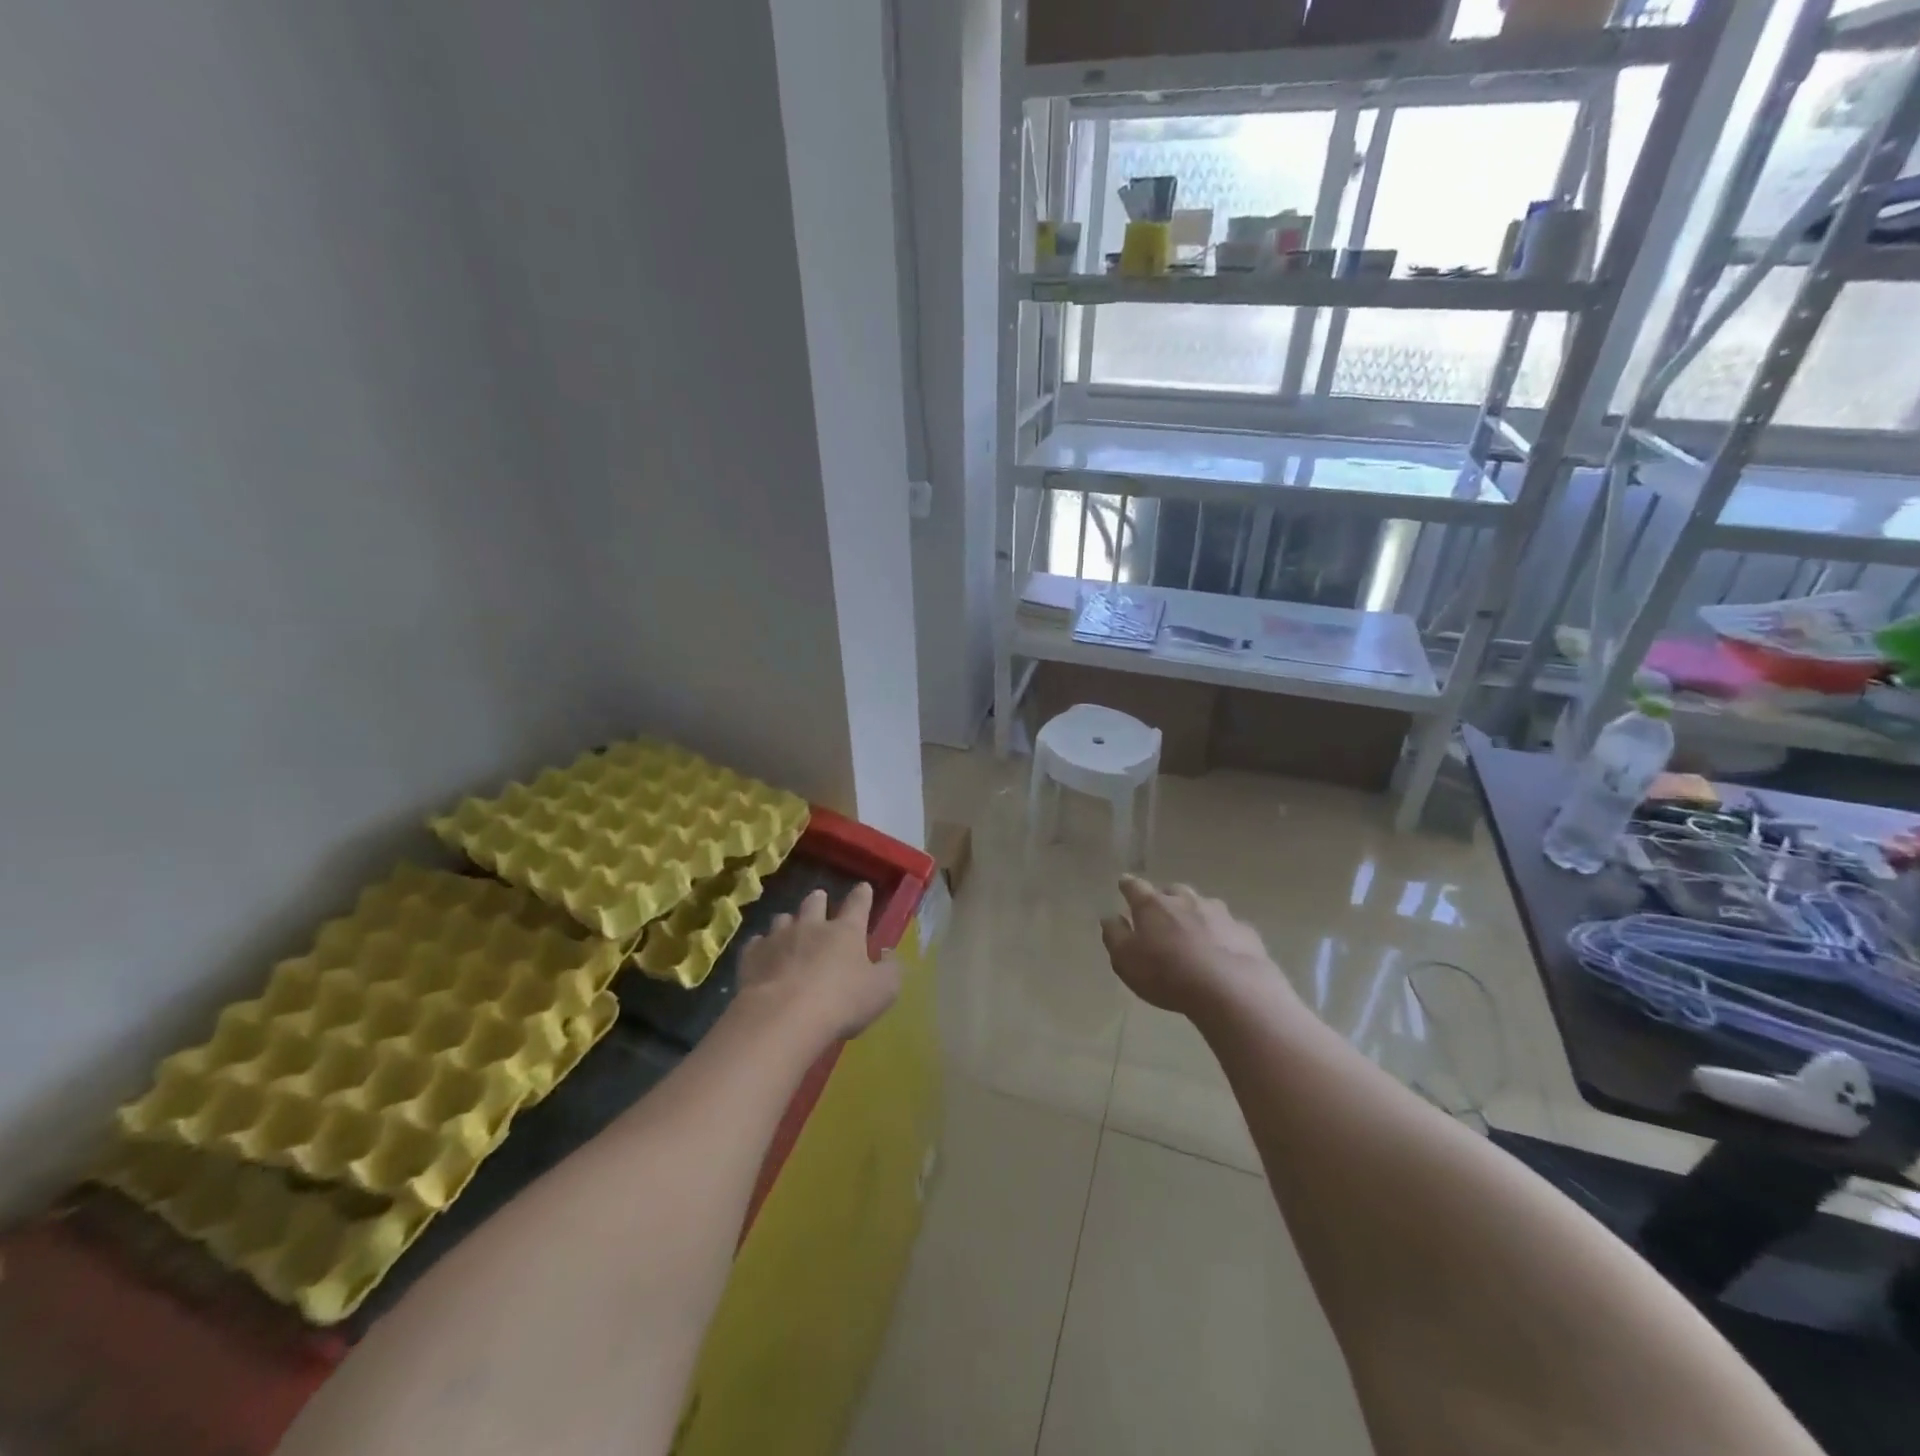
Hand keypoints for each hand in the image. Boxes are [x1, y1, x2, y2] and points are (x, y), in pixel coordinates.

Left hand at [734, 883, 899, 1042]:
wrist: (784, 1017)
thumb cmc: (841, 1002)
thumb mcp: (882, 990)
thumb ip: (890, 970)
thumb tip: (888, 955)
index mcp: (846, 931)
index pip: (858, 904)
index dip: (862, 895)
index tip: (863, 888)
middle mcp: (812, 926)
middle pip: (814, 902)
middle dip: (819, 900)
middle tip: (820, 902)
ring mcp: (779, 938)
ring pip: (783, 919)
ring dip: (789, 922)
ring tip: (790, 930)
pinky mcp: (752, 956)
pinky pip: (757, 943)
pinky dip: (761, 946)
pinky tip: (763, 956)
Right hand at [1100, 875, 1281, 1017]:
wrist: (1230, 989)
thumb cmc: (1167, 974)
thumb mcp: (1126, 960)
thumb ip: (1114, 935)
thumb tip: (1109, 917)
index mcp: (1152, 905)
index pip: (1134, 887)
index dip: (1127, 886)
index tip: (1124, 884)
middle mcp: (1185, 900)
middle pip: (1172, 891)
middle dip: (1164, 899)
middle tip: (1161, 914)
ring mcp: (1219, 913)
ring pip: (1202, 905)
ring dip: (1195, 914)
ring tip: (1193, 932)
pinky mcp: (1244, 931)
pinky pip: (1228, 927)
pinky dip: (1222, 934)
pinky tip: (1222, 951)